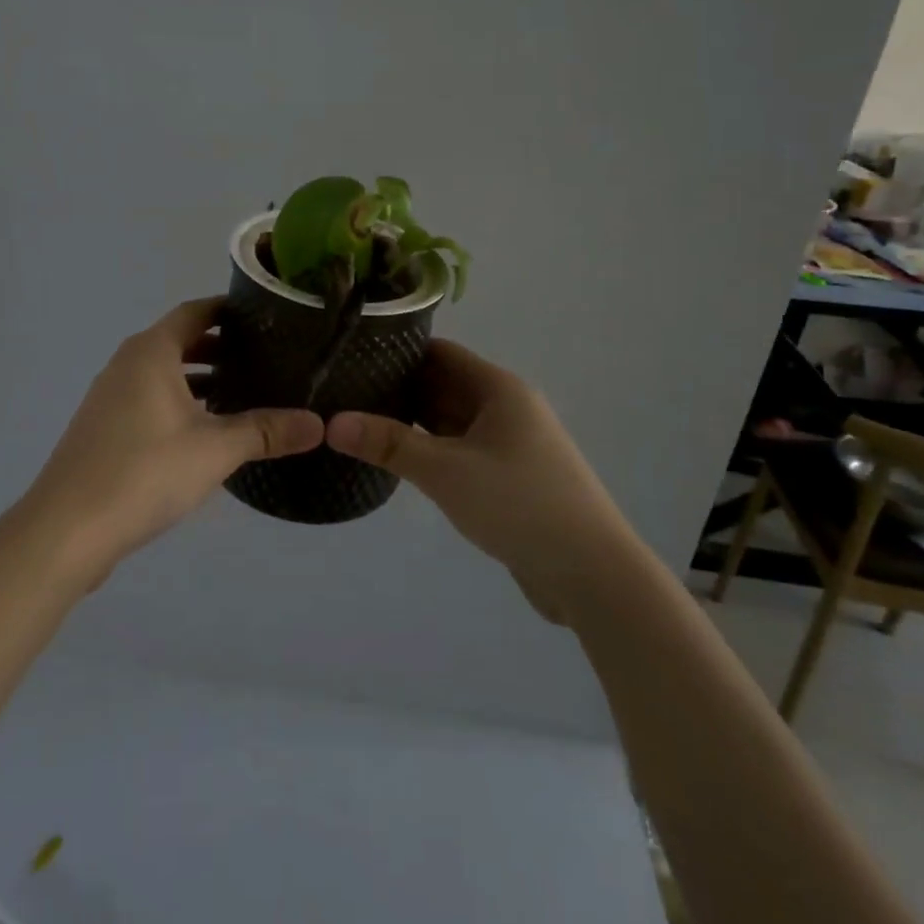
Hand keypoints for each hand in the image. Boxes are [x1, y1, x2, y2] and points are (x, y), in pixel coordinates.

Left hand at [25, 298, 324, 571]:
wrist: (67, 529)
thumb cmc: (144, 472)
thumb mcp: (215, 449)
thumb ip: (266, 432)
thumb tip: (318, 425)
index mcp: (151, 352)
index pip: (195, 312)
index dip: (228, 311)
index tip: (266, 318)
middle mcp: (126, 364)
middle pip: (179, 341)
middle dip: (220, 349)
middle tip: (265, 359)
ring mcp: (109, 397)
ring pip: (164, 374)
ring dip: (200, 380)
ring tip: (242, 394)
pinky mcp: (104, 429)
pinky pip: (149, 400)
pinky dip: (179, 403)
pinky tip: (204, 432)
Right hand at [326, 341, 623, 620]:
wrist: (591, 573)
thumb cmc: (519, 504)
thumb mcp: (446, 471)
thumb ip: (389, 443)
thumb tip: (332, 422)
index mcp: (497, 389)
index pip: (439, 352)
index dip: (396, 350)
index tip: (351, 356)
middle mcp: (505, 407)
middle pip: (443, 384)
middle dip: (397, 387)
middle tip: (342, 392)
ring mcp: (509, 443)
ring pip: (451, 420)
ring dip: (412, 421)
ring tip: (359, 421)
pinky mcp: (509, 477)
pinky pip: (460, 449)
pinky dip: (431, 449)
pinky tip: (397, 459)